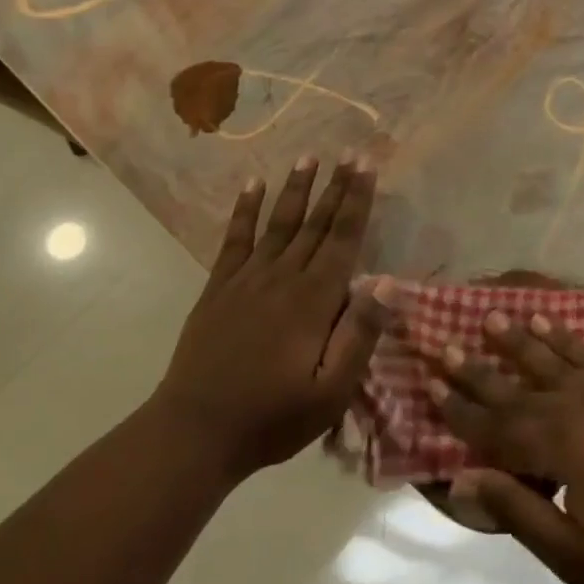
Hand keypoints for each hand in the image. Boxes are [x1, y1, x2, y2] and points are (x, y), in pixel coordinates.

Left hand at [154, 156, 389, 481]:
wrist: (195, 431)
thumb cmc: (272, 417)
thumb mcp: (330, 392)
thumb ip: (359, 335)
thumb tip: (387, 282)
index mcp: (314, 301)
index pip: (343, 239)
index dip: (357, 201)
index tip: (367, 166)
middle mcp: (283, 278)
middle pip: (316, 223)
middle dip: (336, 186)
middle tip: (350, 152)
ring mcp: (247, 279)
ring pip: (279, 223)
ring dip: (295, 189)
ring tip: (308, 158)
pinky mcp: (219, 287)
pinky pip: (235, 239)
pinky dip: (244, 210)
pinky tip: (252, 185)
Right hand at [433, 310, 583, 583]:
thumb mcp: (573, 553)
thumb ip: (517, 511)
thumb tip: (462, 480)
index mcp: (557, 447)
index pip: (494, 426)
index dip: (460, 410)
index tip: (430, 386)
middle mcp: (572, 406)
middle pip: (513, 386)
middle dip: (476, 369)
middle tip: (444, 346)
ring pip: (546, 356)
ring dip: (514, 339)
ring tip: (489, 317)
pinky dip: (560, 334)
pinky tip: (542, 320)